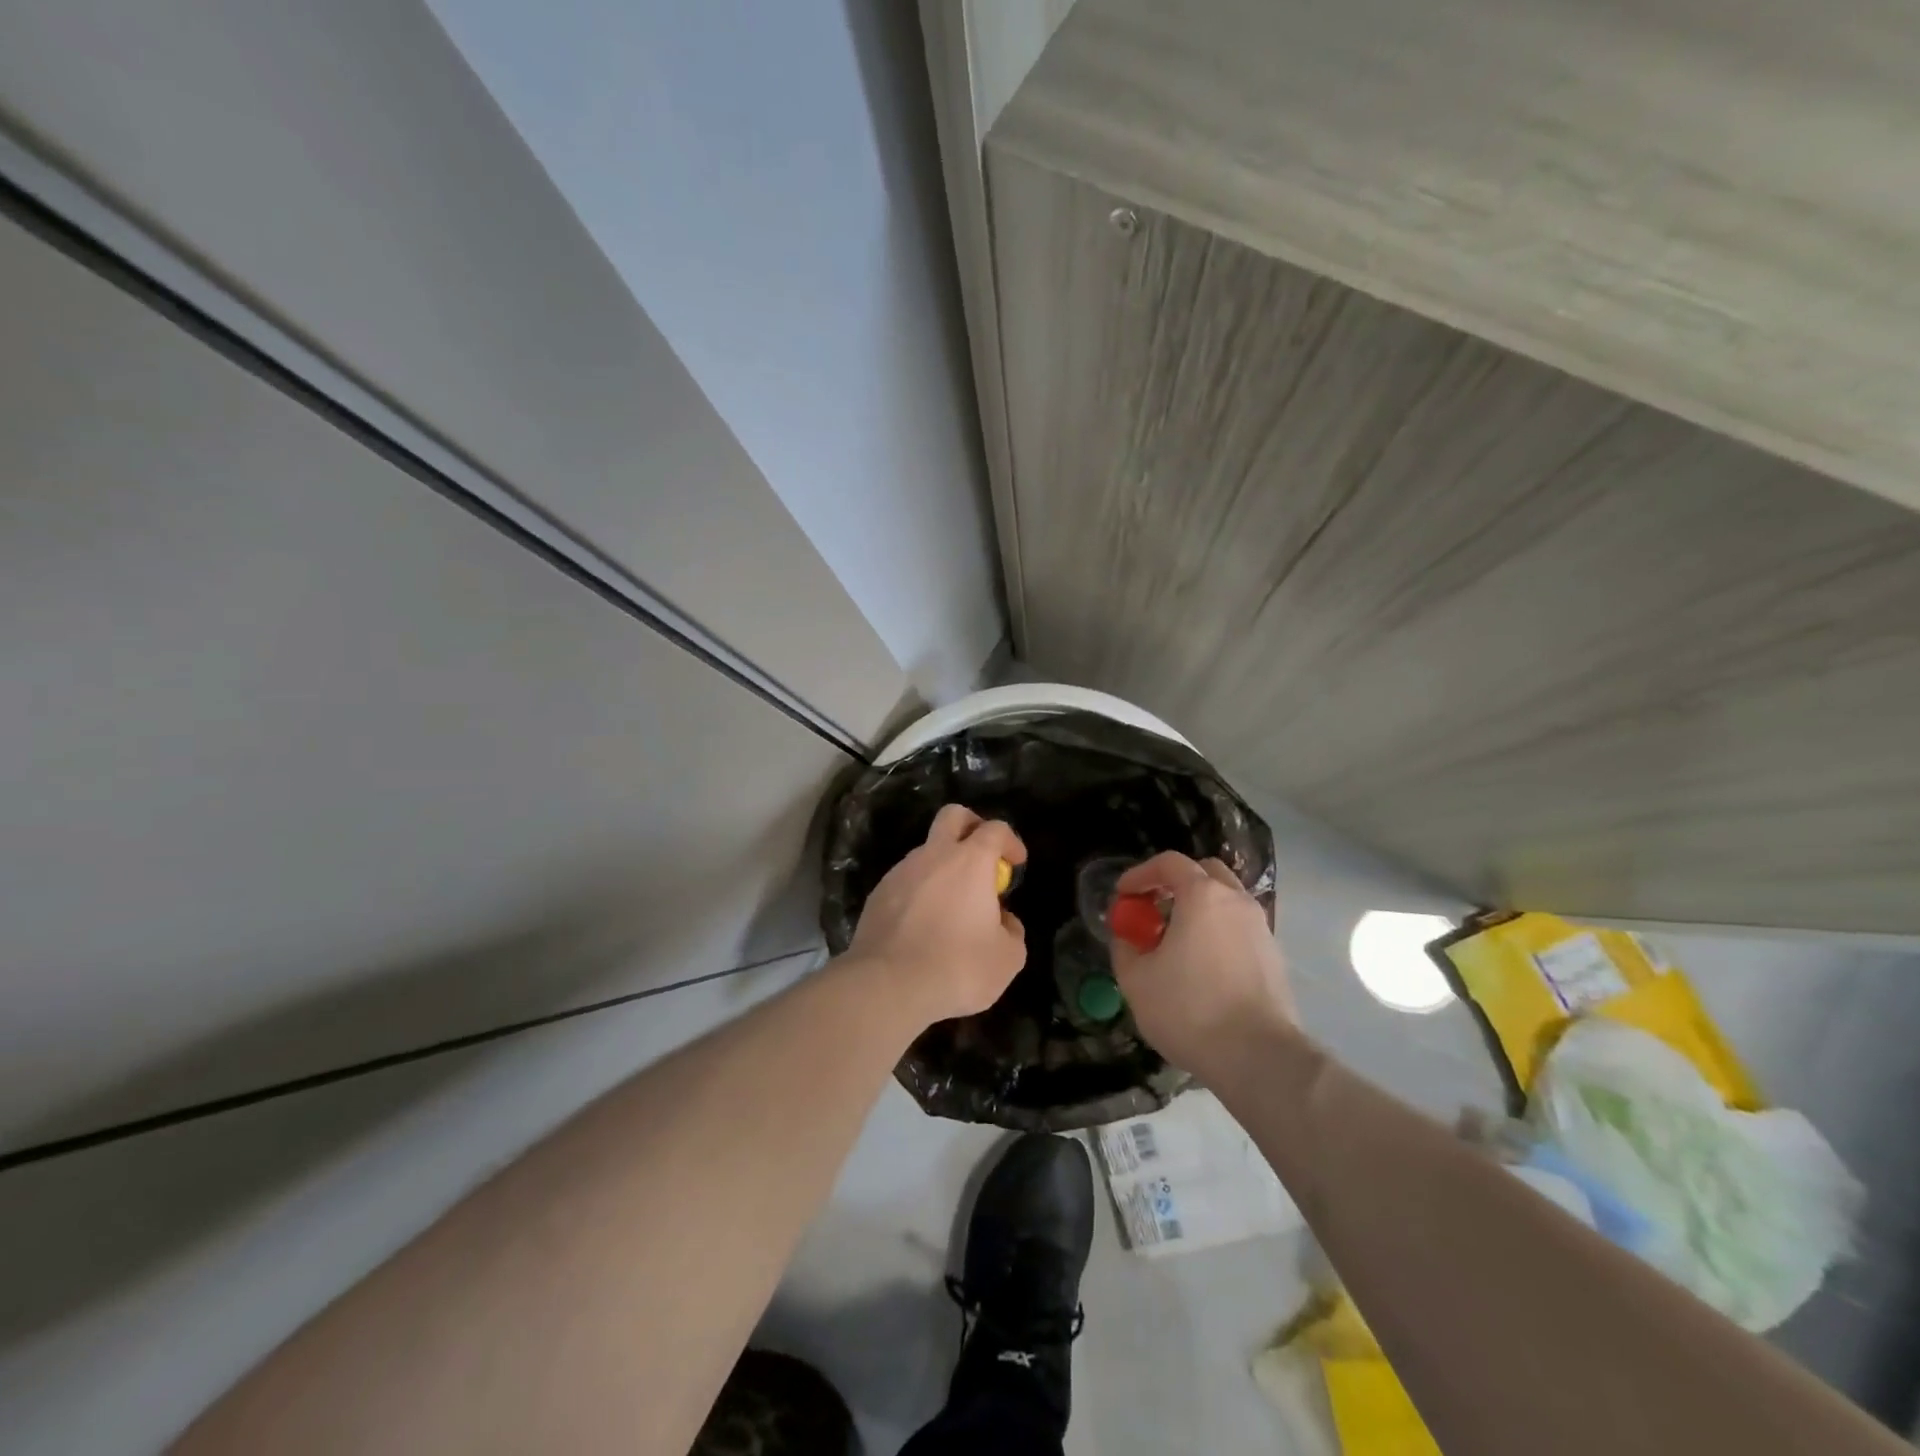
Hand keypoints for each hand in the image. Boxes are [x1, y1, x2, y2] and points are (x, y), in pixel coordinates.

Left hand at [846, 804, 1027, 1026]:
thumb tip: (1002, 920)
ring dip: (943, 866)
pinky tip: (923, 926)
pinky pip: (905, 881)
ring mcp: (900, 872)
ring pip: (925, 851)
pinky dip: (920, 892)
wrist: (888, 986)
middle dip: (971, 826)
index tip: (1016, 863)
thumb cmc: (958, 967)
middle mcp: (933, 855)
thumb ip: (1012, 931)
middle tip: (982, 855)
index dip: (1010, 841)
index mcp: (970, 861)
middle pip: (952, 816)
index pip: (995, 829)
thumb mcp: (1007, 958)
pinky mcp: (877, 895)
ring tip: (952, 906)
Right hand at [1110, 851, 1298, 1075]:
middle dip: (1176, 884)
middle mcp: (1236, 902)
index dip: (1140, 873)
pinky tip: (1203, 967)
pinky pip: (1240, 929)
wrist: (1258, 1057)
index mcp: (1202, 896)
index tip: (1124, 895)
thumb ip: (1125, 947)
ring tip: (1177, 942)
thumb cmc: (1190, 1010)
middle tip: (1154, 910)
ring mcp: (1261, 928)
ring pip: (1226, 902)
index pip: (1169, 863)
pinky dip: (1218, 934)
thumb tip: (1128, 936)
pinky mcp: (1274, 957)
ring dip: (1199, 910)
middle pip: (1205, 874)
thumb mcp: (1136, 980)